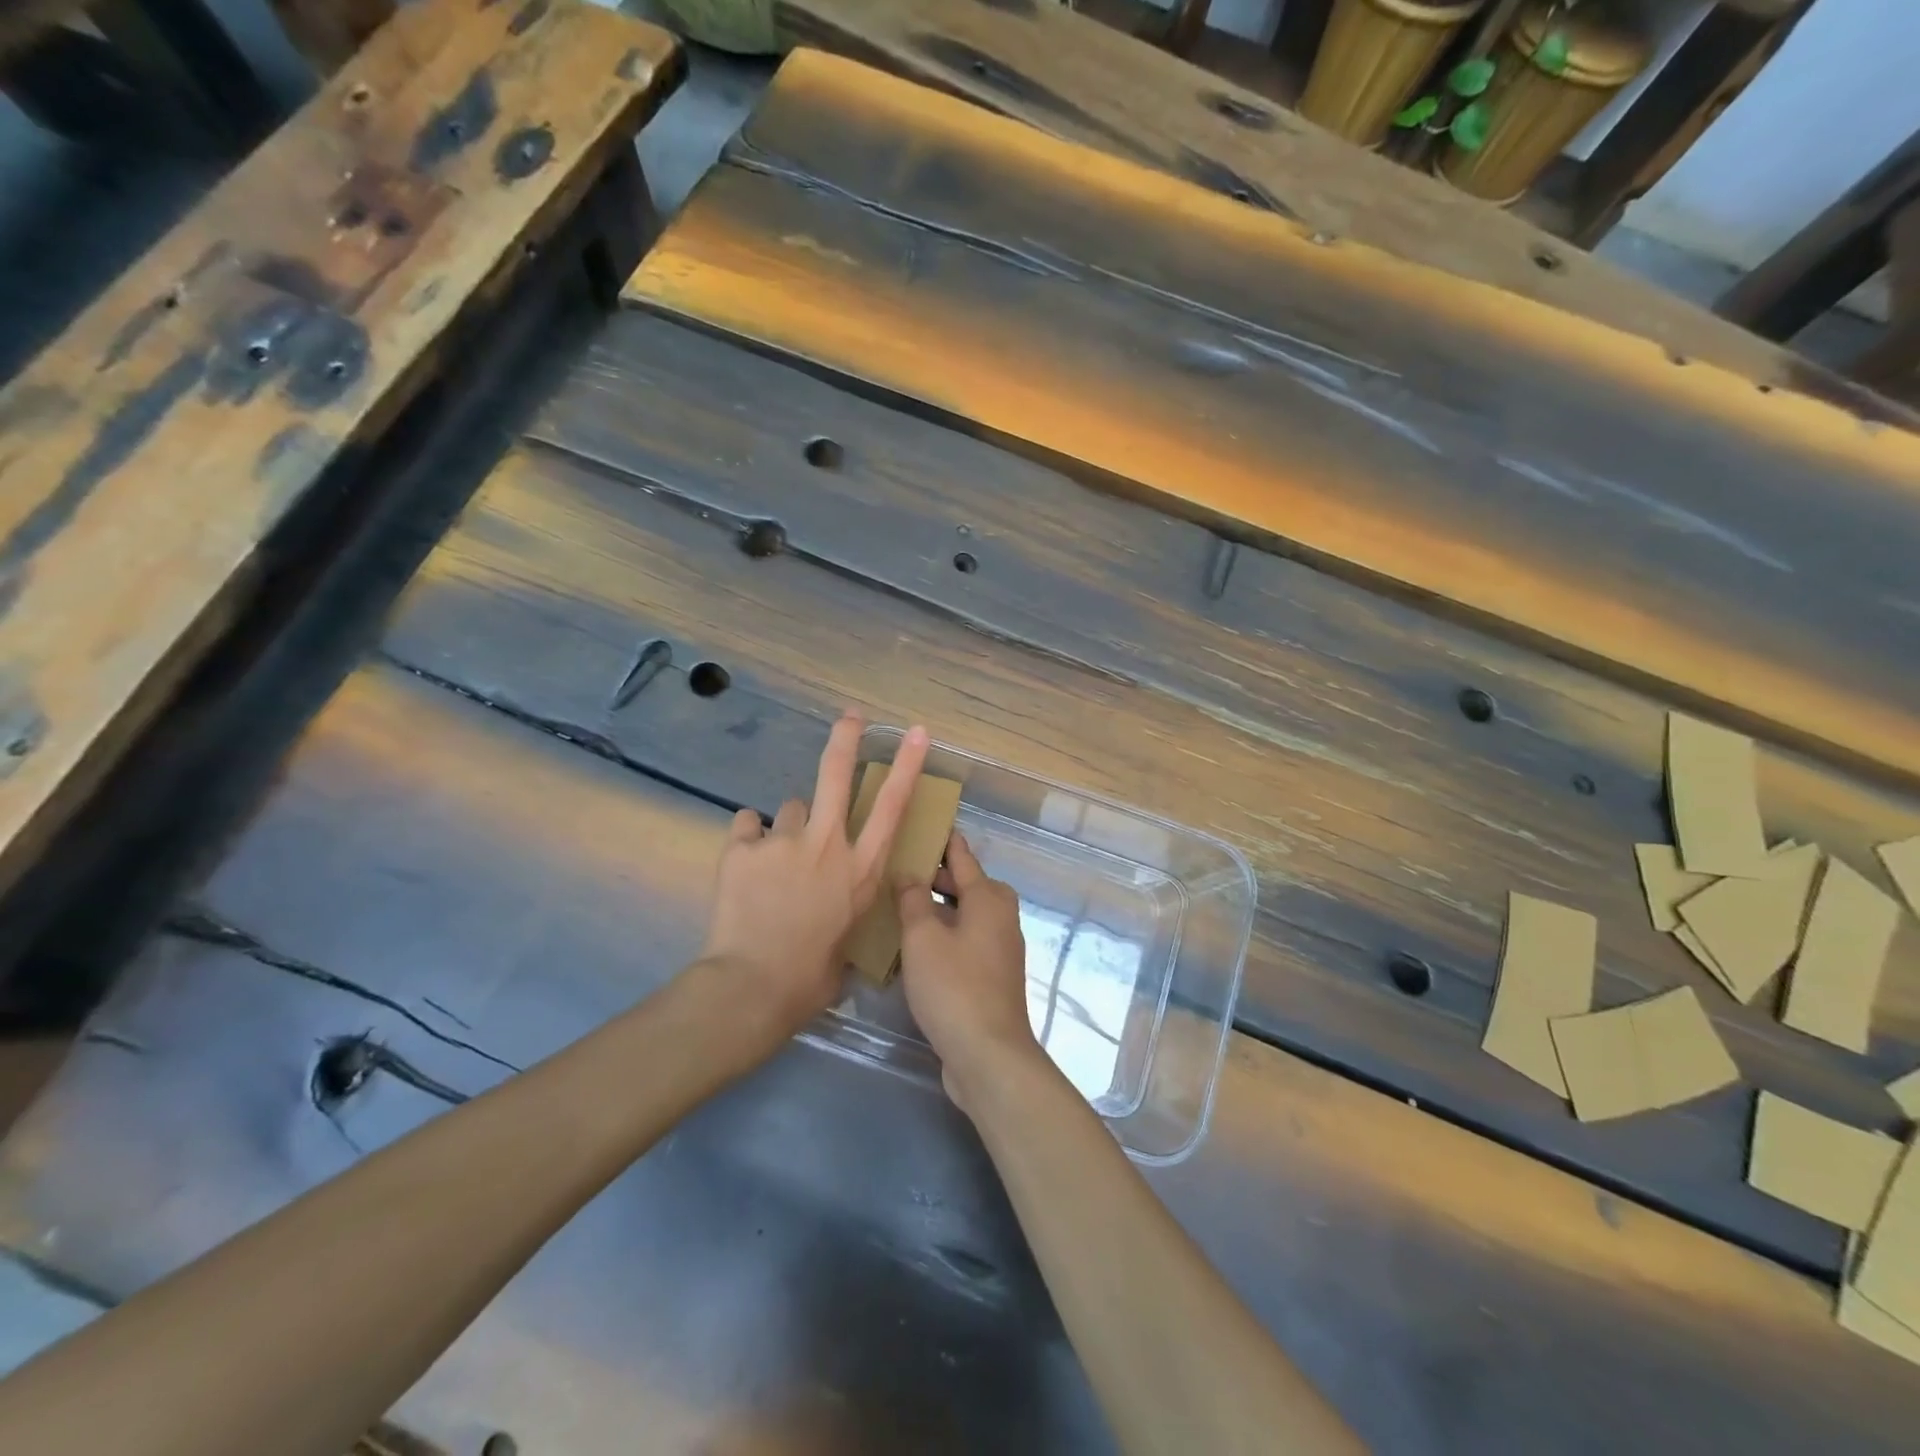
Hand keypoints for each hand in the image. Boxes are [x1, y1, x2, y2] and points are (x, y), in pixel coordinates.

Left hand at [700, 714, 929, 1048]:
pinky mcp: (742, 847)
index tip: (917, 733)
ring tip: (775, 860)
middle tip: (850, 717)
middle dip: (846, 738)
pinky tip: (746, 863)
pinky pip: (747, 827)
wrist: (752, 986)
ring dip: (788, 827)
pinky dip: (749, 840)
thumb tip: (836, 907)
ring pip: (789, 809)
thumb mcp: (847, 940)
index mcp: (860, 869)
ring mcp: (783, 841)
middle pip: (836, 774)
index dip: (907, 765)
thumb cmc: (810, 977)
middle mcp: (826, 844)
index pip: (892, 807)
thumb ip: (845, 908)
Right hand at [896, 831, 1038, 1114]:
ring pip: (963, 915)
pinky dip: (943, 936)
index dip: (942, 839)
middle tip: (895, 868)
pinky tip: (913, 947)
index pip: (961, 856)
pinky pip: (964, 942)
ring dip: (935, 910)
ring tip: (897, 905)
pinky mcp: (992, 976)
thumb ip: (913, 900)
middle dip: (933, 877)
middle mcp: (1000, 916)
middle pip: (964, 885)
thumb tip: (909, 873)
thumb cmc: (954, 986)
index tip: (922, 822)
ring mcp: (999, 948)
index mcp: (989, 897)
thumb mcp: (923, 937)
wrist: (988, 1054)